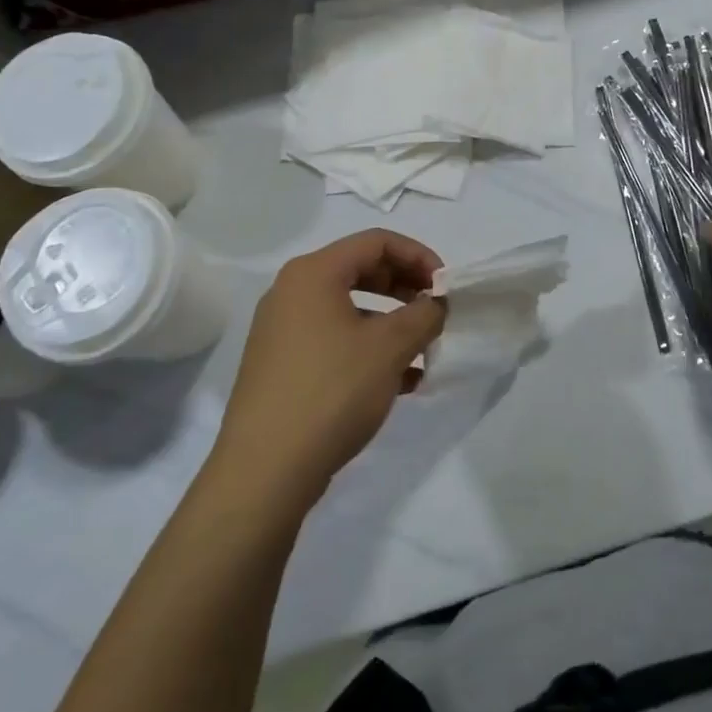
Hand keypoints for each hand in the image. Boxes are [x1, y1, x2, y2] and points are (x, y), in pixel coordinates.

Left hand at [211, 230, 446, 506]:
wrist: (266, 470)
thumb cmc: (332, 391)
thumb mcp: (390, 347)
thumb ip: (424, 314)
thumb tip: (437, 303)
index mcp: (313, 273)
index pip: (376, 241)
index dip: (419, 257)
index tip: (445, 287)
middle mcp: (292, 292)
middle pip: (361, 270)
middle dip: (405, 288)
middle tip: (436, 312)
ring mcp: (283, 330)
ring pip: (349, 309)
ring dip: (391, 323)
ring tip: (423, 350)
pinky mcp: (282, 365)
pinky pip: (334, 340)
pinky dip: (369, 349)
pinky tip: (401, 381)